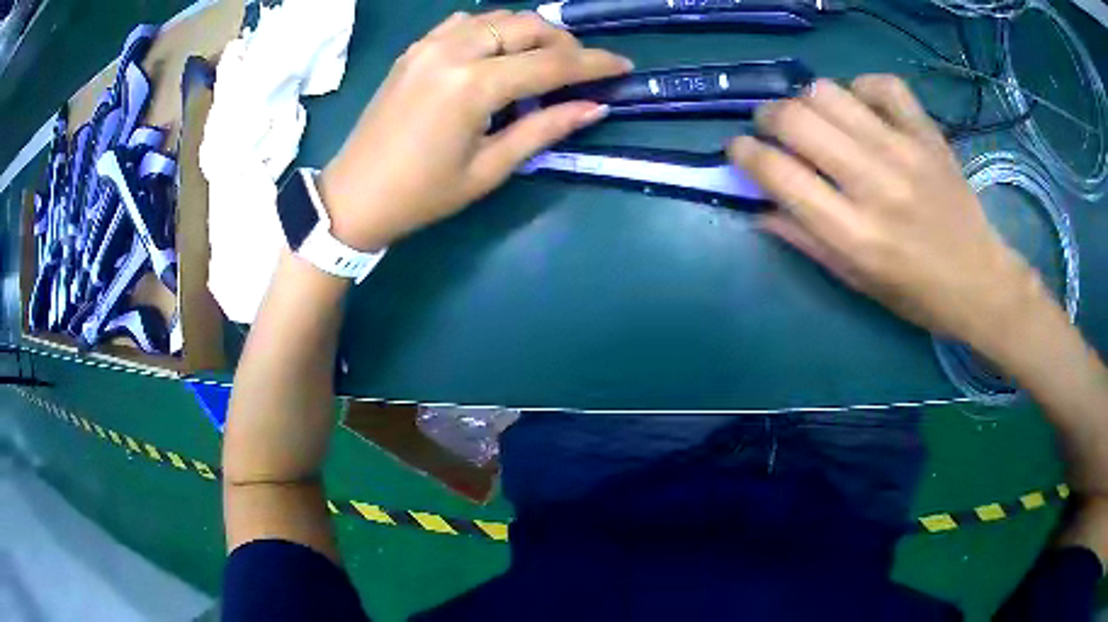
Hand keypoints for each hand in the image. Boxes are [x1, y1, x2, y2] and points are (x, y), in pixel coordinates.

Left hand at [319, 11, 631, 250]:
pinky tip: (500, 52)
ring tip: (545, 59)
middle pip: (526, 26)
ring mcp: (428, 45)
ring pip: (497, 17)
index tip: (623, 65)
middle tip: (581, 68)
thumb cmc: (422, 195)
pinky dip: (493, 29)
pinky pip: (464, 23)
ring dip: (529, 31)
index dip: (592, 64)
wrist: (354, 196)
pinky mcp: (414, 50)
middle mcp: (452, 51)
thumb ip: (543, 129)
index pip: (549, 64)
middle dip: (563, 42)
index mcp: (472, 85)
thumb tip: (593, 107)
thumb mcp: (489, 169)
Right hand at [729, 75, 1049, 355]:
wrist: (980, 282)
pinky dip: (862, 89)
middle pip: (797, 120)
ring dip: (809, 102)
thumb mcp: (856, 281)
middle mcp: (875, 185)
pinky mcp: (928, 134)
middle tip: (775, 130)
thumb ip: (806, 240)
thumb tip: (758, 206)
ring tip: (818, 120)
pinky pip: (883, 85)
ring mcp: (905, 153)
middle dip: (769, 118)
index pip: (778, 174)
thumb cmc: (916, 294)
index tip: (740, 150)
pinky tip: (862, 110)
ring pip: (829, 93)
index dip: (744, 153)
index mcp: (854, 235)